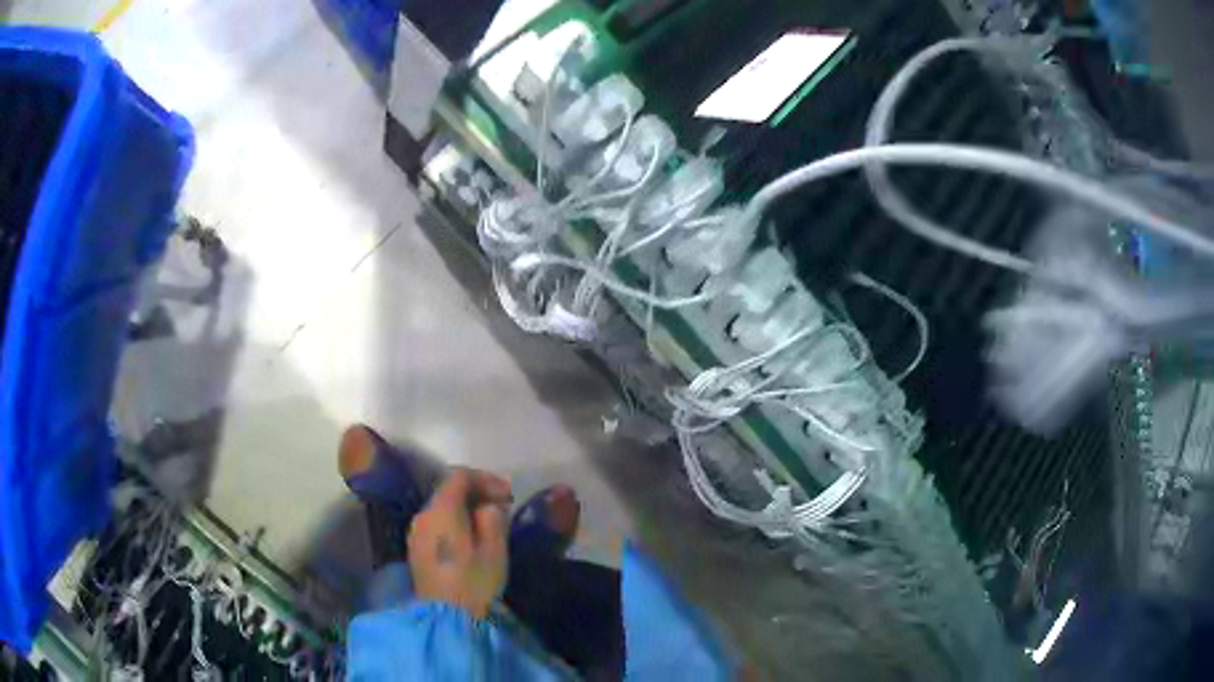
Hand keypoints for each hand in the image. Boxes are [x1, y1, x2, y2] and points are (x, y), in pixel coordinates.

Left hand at [408, 468, 512, 617]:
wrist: (446, 619)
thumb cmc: (474, 582)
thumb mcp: (495, 549)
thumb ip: (493, 518)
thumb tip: (489, 505)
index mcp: (441, 510)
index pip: (459, 476)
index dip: (485, 479)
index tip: (508, 495)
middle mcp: (422, 515)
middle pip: (447, 490)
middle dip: (476, 493)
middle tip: (502, 507)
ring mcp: (415, 533)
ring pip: (441, 508)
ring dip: (464, 509)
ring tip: (488, 524)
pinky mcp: (416, 550)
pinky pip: (435, 525)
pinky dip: (453, 523)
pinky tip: (469, 540)